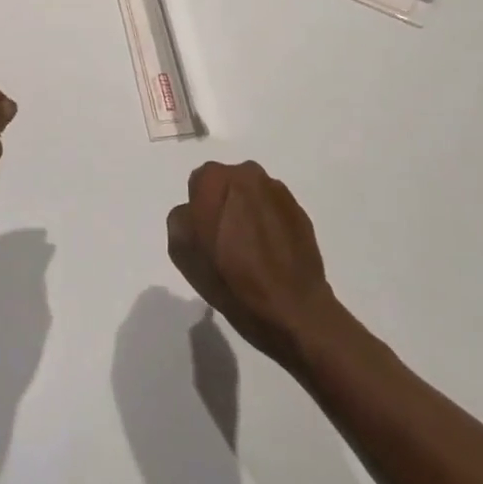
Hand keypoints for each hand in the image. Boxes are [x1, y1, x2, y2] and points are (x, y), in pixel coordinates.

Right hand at [166, 161, 339, 365]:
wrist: (289, 309)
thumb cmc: (227, 276)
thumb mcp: (180, 249)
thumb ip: (181, 217)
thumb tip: (196, 212)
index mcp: (216, 177)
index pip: (198, 183)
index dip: (198, 210)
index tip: (203, 235)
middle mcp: (249, 174)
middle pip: (228, 185)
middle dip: (224, 206)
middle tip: (225, 242)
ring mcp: (280, 194)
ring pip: (253, 199)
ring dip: (249, 216)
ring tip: (250, 252)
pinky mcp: (302, 215)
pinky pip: (275, 215)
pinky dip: (270, 228)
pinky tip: (269, 257)